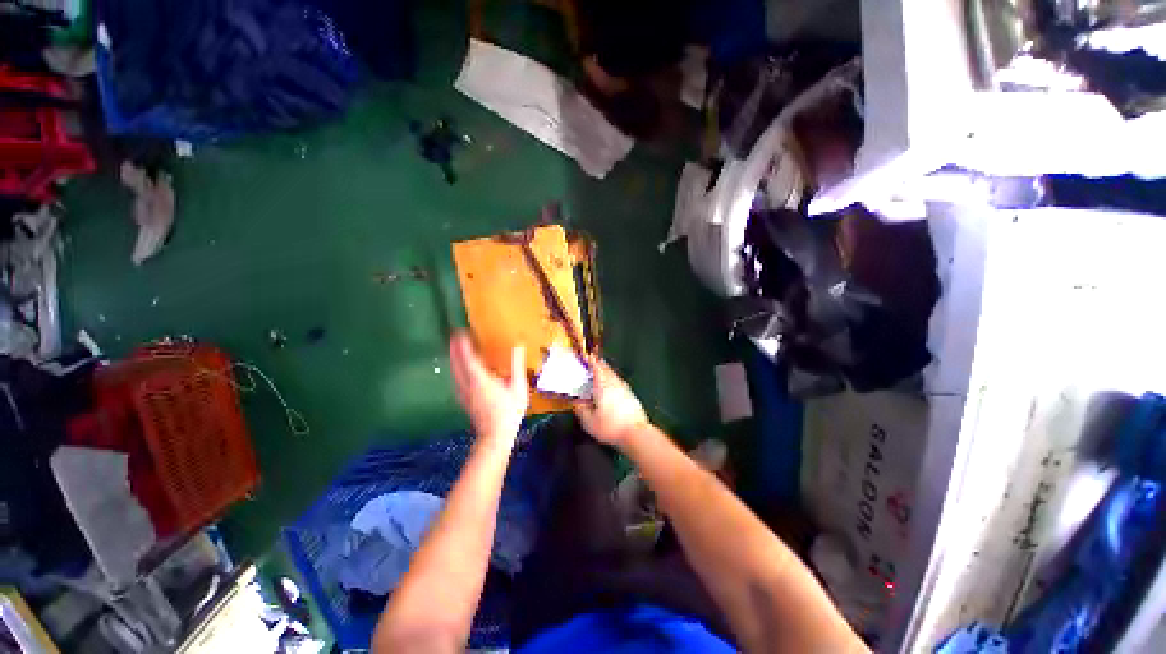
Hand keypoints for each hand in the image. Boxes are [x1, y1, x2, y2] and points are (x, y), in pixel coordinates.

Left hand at [450, 331, 527, 444]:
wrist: (496, 436)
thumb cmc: (509, 411)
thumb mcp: (518, 387)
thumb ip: (516, 365)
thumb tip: (517, 346)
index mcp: (480, 380)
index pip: (468, 358)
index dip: (463, 345)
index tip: (460, 332)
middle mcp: (468, 385)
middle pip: (457, 364)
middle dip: (454, 349)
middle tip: (453, 336)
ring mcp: (464, 394)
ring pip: (454, 373)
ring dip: (453, 359)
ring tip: (454, 349)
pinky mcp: (464, 401)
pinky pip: (456, 381)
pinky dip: (455, 371)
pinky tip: (457, 371)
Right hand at [574, 357, 649, 446]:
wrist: (636, 433)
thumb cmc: (610, 426)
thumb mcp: (589, 421)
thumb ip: (581, 409)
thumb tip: (576, 402)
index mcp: (602, 385)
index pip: (596, 366)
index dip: (590, 360)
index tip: (585, 356)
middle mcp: (614, 383)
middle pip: (606, 368)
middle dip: (598, 364)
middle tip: (591, 363)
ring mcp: (624, 388)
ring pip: (613, 375)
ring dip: (606, 373)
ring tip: (598, 376)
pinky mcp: (631, 396)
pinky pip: (619, 383)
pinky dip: (612, 382)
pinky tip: (610, 390)